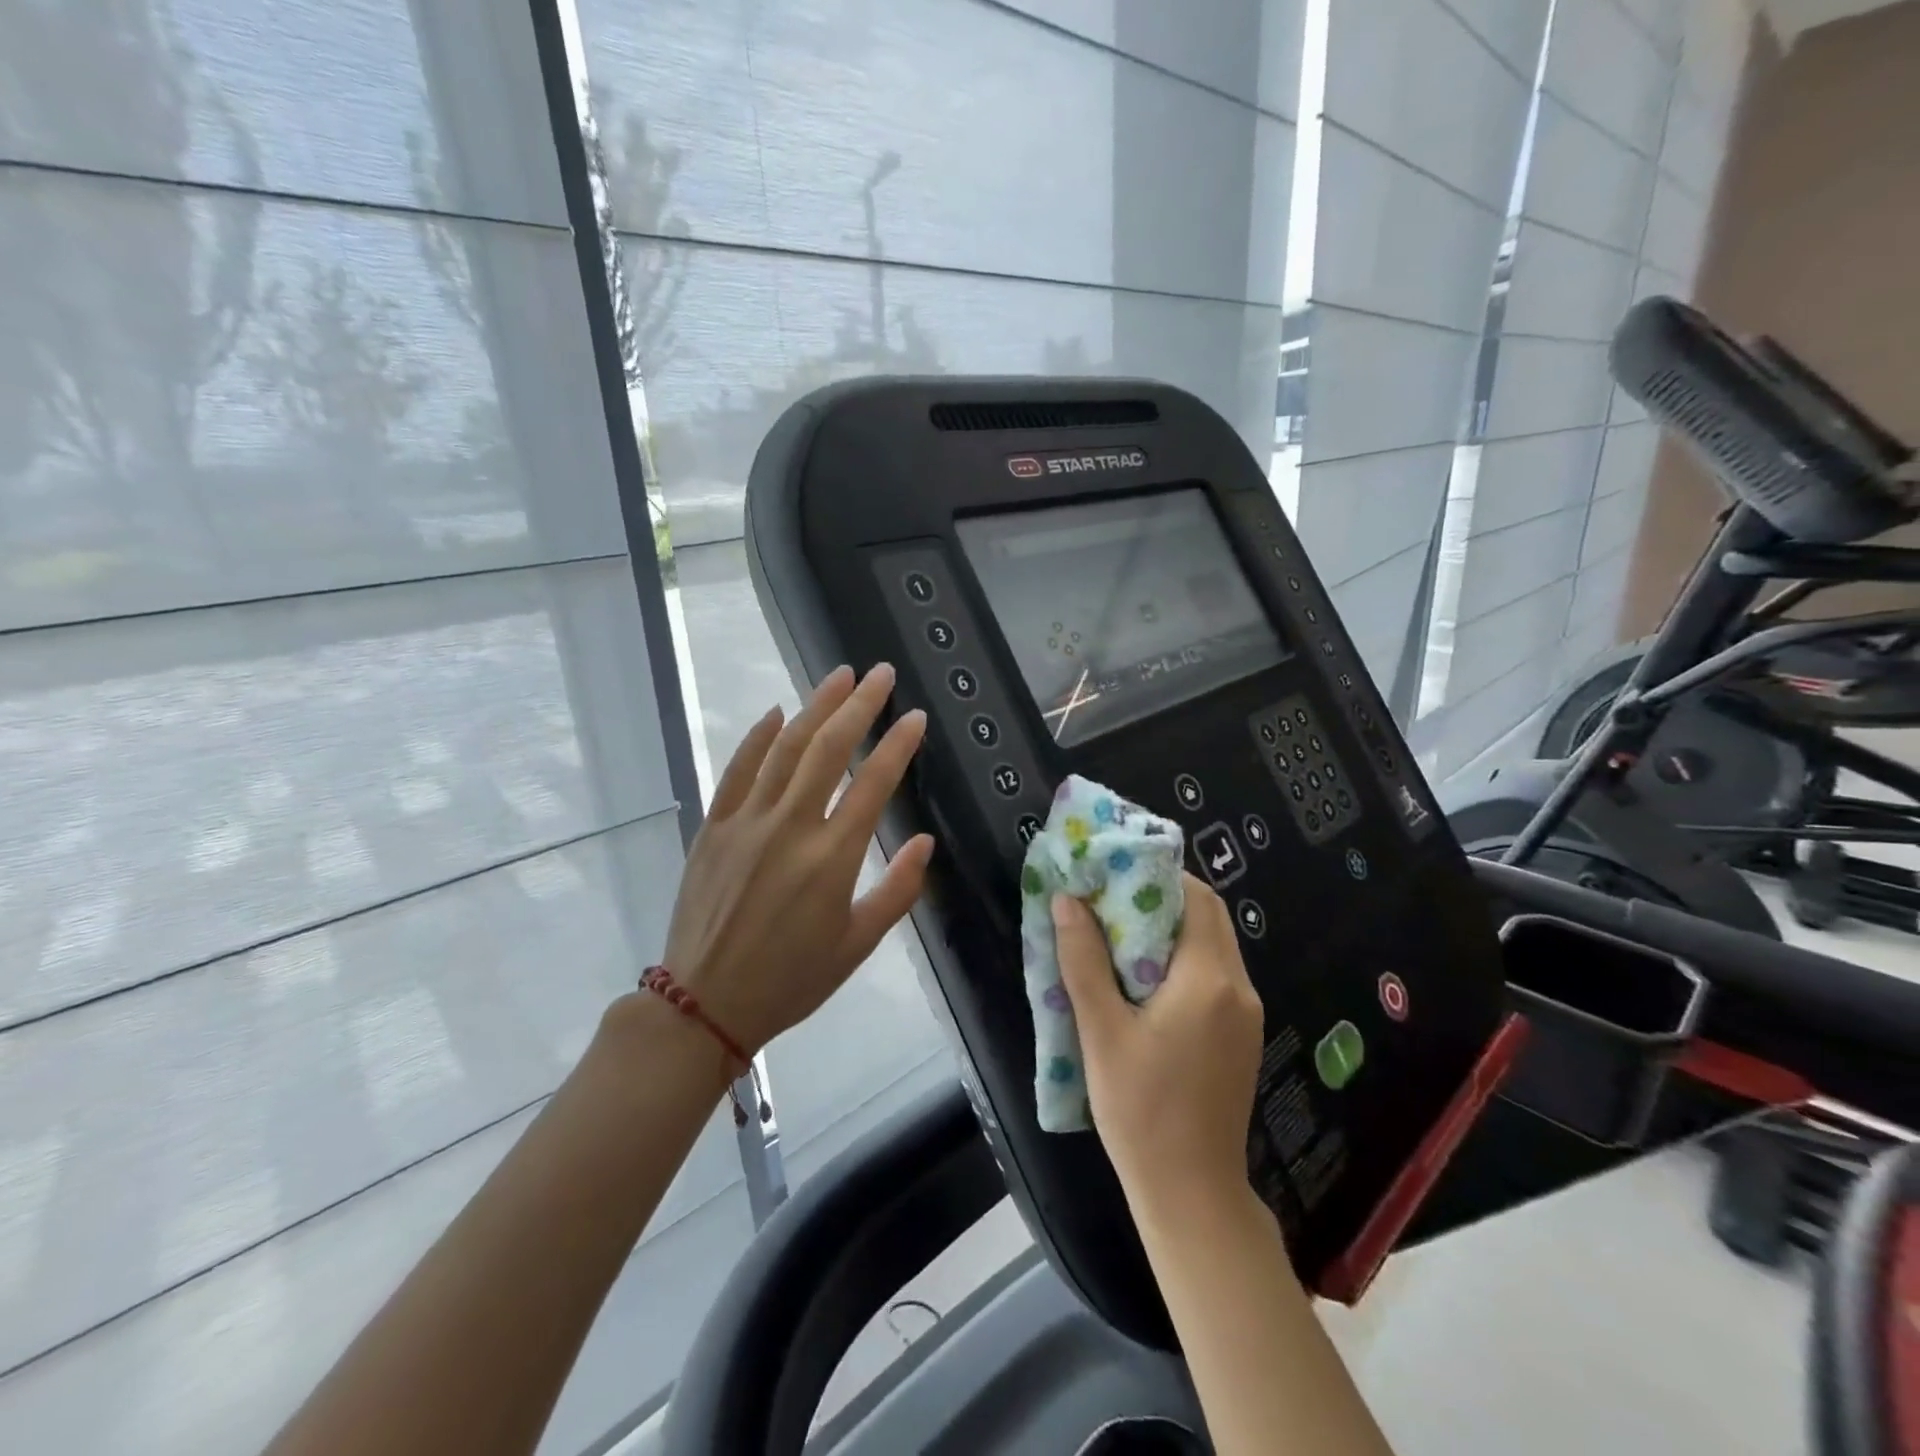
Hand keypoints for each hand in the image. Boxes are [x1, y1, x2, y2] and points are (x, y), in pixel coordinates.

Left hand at [662, 664, 933, 1057]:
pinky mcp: (714, 827)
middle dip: (859, 705)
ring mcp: (747, 822)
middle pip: (830, 749)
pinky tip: (777, 713)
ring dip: (815, 707)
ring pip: (786, 749)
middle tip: (880, 673)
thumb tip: (925, 841)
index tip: (915, 716)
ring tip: (839, 676)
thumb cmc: (791, 980)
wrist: (704, 1004)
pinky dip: (758, 738)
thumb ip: (898, 891)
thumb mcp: (857, 946)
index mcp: (832, 858)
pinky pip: (737, 770)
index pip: (873, 784)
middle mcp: (791, 827)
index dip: (898, 745)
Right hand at [1053, 875, 1263, 1203]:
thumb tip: (1066, 901)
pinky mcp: (1240, 1036)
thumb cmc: (1140, 1110)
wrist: (1191, 1193)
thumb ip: (1083, 960)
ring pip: (1212, 946)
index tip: (1116, 873)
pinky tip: (1143, 980)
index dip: (1160, 875)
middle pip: (1208, 918)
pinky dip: (1182, 960)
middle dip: (1162, 899)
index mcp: (1208, 979)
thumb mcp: (1101, 1031)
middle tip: (1110, 900)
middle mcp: (1238, 987)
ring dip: (1171, 930)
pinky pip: (1214, 976)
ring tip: (1119, 935)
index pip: (1197, 899)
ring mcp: (1245, 1014)